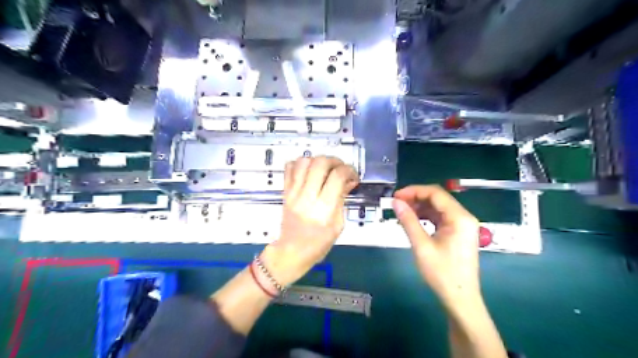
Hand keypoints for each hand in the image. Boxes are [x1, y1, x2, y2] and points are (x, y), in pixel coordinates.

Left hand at [261, 158, 357, 286]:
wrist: (292, 252)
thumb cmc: (318, 243)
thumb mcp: (338, 225)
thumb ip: (342, 199)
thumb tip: (348, 180)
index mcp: (323, 209)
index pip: (337, 176)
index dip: (349, 170)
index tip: (353, 176)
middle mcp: (307, 197)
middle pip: (320, 163)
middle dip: (335, 161)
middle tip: (340, 169)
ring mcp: (293, 193)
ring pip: (304, 161)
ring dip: (318, 161)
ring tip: (325, 170)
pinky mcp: (285, 192)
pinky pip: (290, 167)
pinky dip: (301, 164)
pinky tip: (309, 172)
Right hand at [391, 186, 480, 305]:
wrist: (460, 299)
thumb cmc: (442, 273)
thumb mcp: (421, 246)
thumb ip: (408, 221)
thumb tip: (395, 202)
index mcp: (459, 217)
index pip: (435, 193)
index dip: (413, 191)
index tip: (396, 196)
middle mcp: (464, 217)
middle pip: (438, 198)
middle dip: (416, 198)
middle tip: (396, 204)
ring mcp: (463, 225)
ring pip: (438, 207)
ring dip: (420, 207)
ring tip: (402, 213)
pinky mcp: (458, 232)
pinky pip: (441, 217)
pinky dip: (426, 216)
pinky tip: (414, 221)